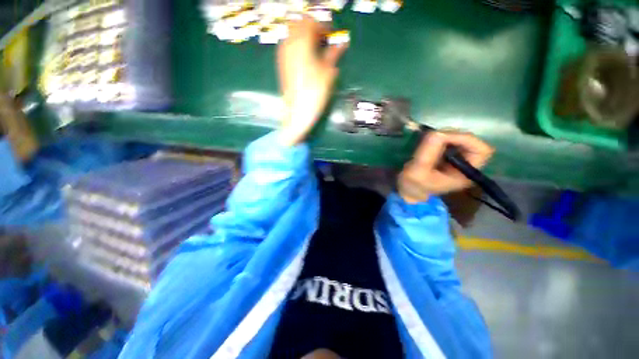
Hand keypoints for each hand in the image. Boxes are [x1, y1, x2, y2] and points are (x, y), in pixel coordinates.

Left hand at [277, 17, 347, 145]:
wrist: (297, 112)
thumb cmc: (314, 93)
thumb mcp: (328, 72)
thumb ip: (334, 54)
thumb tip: (343, 43)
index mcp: (302, 42)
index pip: (313, 23)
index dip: (325, 27)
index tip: (333, 35)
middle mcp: (289, 43)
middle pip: (300, 24)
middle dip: (313, 28)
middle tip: (324, 40)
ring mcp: (283, 53)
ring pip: (292, 33)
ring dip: (305, 36)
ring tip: (317, 49)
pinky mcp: (281, 64)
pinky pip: (289, 45)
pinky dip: (298, 45)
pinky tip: (307, 58)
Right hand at [398, 131, 493, 202]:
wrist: (407, 191)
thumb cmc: (413, 185)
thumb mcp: (418, 170)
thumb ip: (428, 152)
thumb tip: (437, 132)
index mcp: (465, 173)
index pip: (482, 151)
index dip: (465, 140)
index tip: (443, 138)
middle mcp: (466, 165)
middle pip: (471, 142)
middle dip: (452, 137)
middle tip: (432, 139)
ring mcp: (457, 160)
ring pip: (459, 140)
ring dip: (444, 137)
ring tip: (428, 142)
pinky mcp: (447, 156)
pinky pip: (449, 142)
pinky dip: (439, 139)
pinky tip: (428, 144)